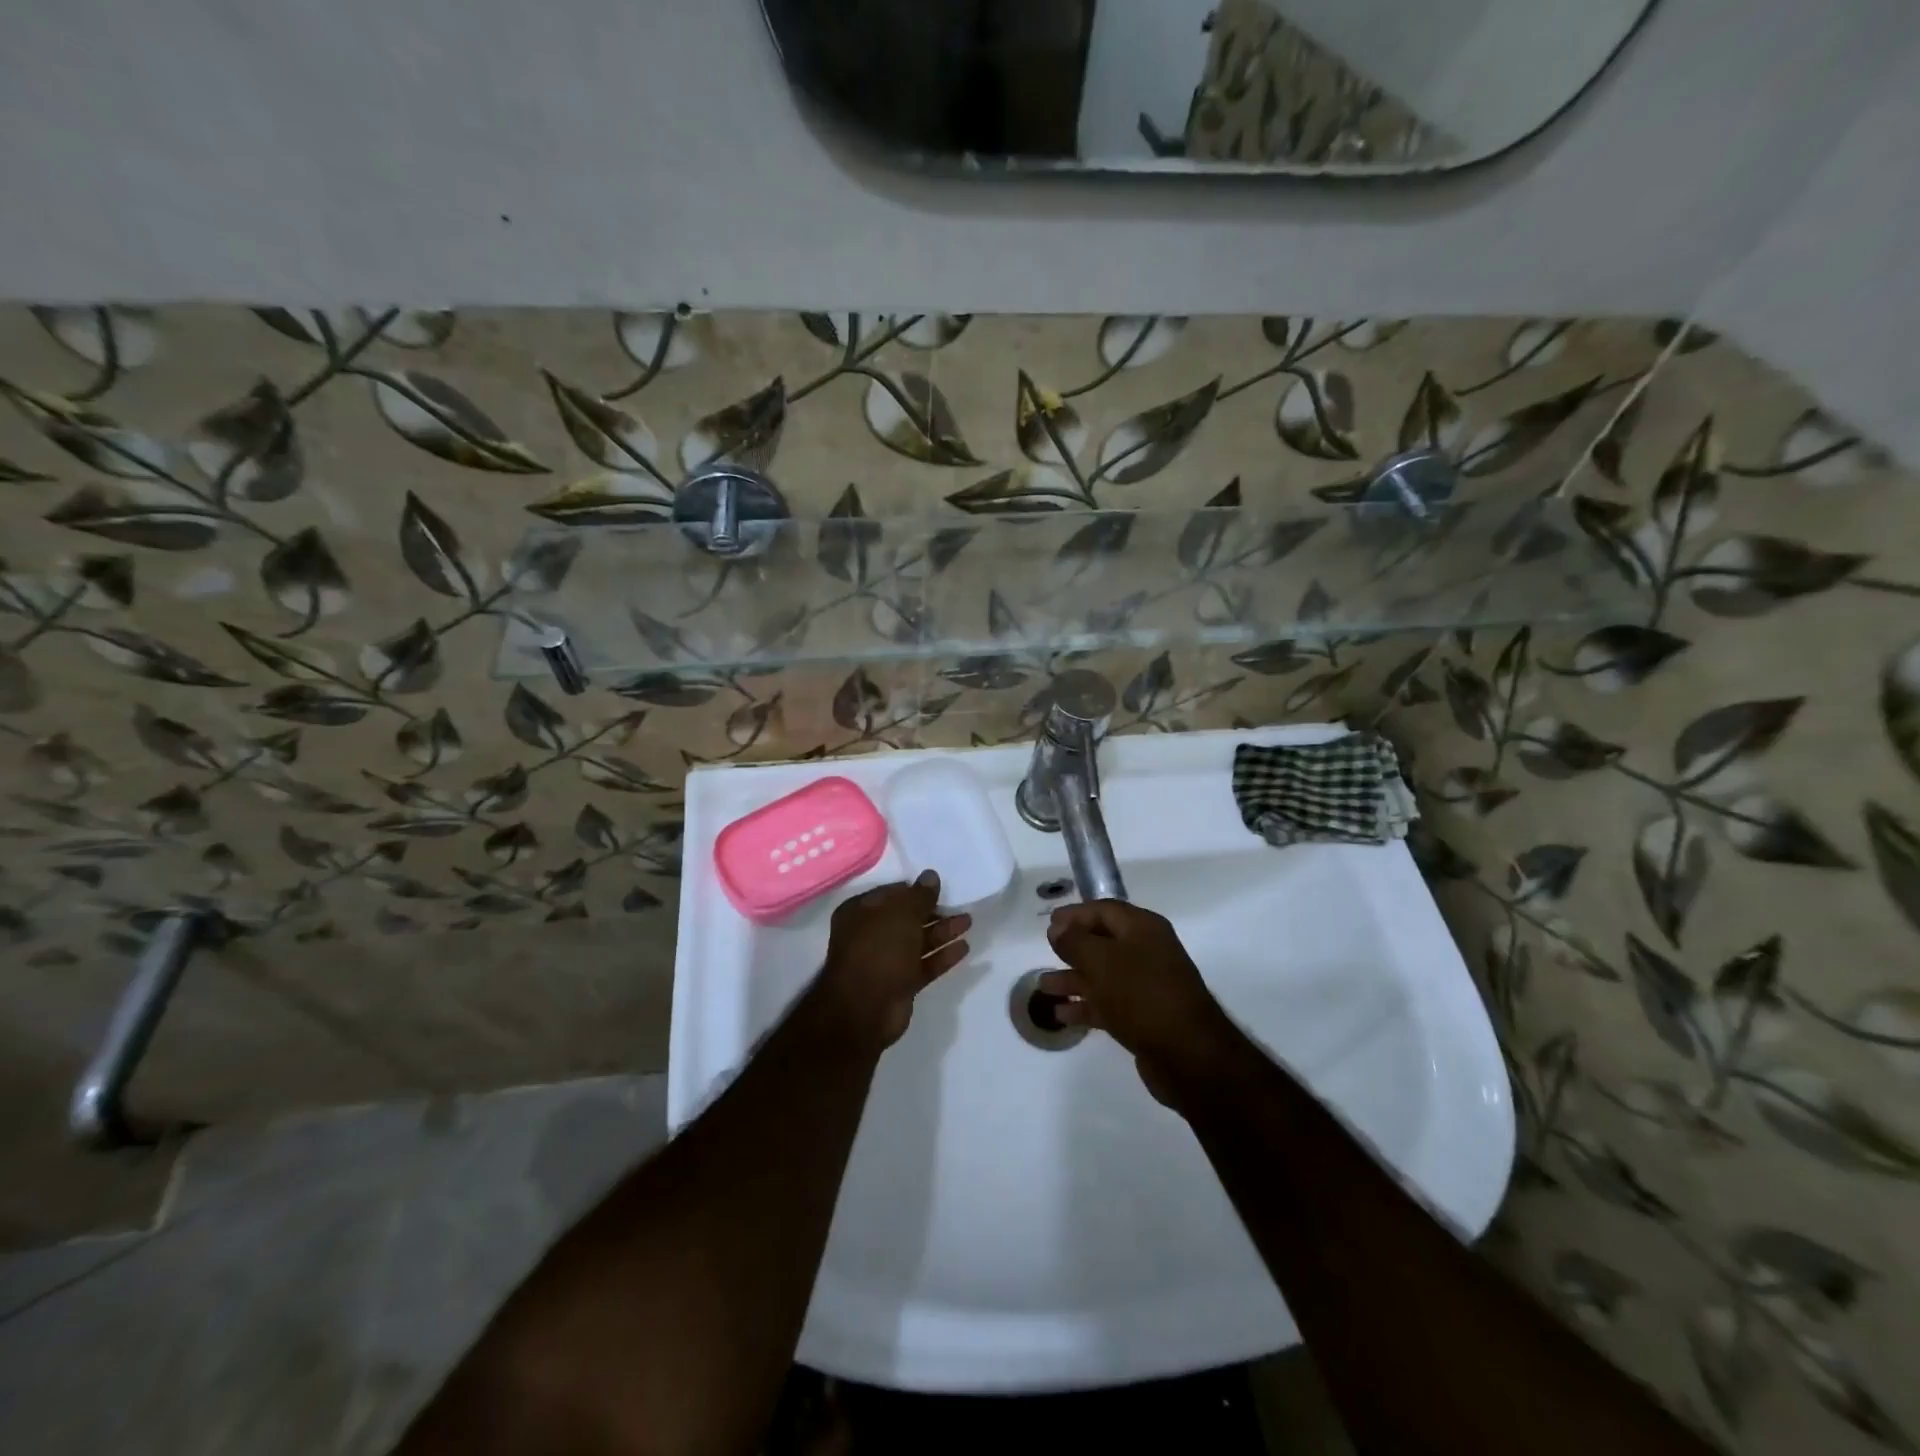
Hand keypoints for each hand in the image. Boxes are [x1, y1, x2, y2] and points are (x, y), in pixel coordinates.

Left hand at [811, 871, 970, 1050]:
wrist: (865, 1010)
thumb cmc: (879, 950)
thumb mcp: (901, 915)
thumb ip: (919, 896)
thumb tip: (931, 875)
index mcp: (859, 913)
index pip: (891, 894)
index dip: (915, 889)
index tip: (940, 886)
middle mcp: (870, 934)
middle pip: (907, 918)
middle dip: (933, 911)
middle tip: (959, 904)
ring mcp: (885, 961)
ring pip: (918, 941)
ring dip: (942, 931)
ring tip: (968, 921)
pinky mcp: (900, 983)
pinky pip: (924, 964)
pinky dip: (942, 956)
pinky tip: (964, 948)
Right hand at [1042, 900, 1237, 1105]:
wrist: (1187, 1054)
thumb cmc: (1141, 994)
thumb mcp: (1101, 961)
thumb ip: (1074, 941)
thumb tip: (1058, 928)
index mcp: (1142, 928)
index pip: (1104, 910)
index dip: (1075, 914)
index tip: (1049, 923)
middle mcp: (1147, 951)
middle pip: (1103, 941)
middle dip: (1072, 948)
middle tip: (1046, 952)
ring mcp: (1147, 985)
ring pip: (1103, 974)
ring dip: (1073, 979)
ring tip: (1044, 987)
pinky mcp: (1144, 1016)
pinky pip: (1109, 1003)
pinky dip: (1085, 1006)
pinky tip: (1061, 1015)